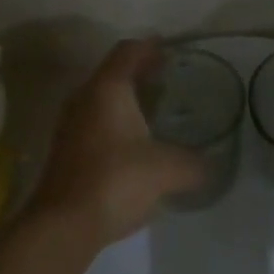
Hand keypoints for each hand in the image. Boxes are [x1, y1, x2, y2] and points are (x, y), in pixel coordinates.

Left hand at [29, 40, 206, 248]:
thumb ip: (192, 164)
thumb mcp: (165, 170)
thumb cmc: (116, 180)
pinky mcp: (65, 151)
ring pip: (101, 98)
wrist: (63, 226)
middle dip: (139, 72)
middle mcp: (85, 97)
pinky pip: (94, 121)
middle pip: (113, 72)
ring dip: (126, 99)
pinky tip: (133, 143)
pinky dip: (115, 121)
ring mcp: (70, 124)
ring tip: (153, 110)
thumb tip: (210, 166)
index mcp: (108, 88)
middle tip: (166, 78)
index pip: (128, 51)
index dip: (149, 47)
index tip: (168, 50)